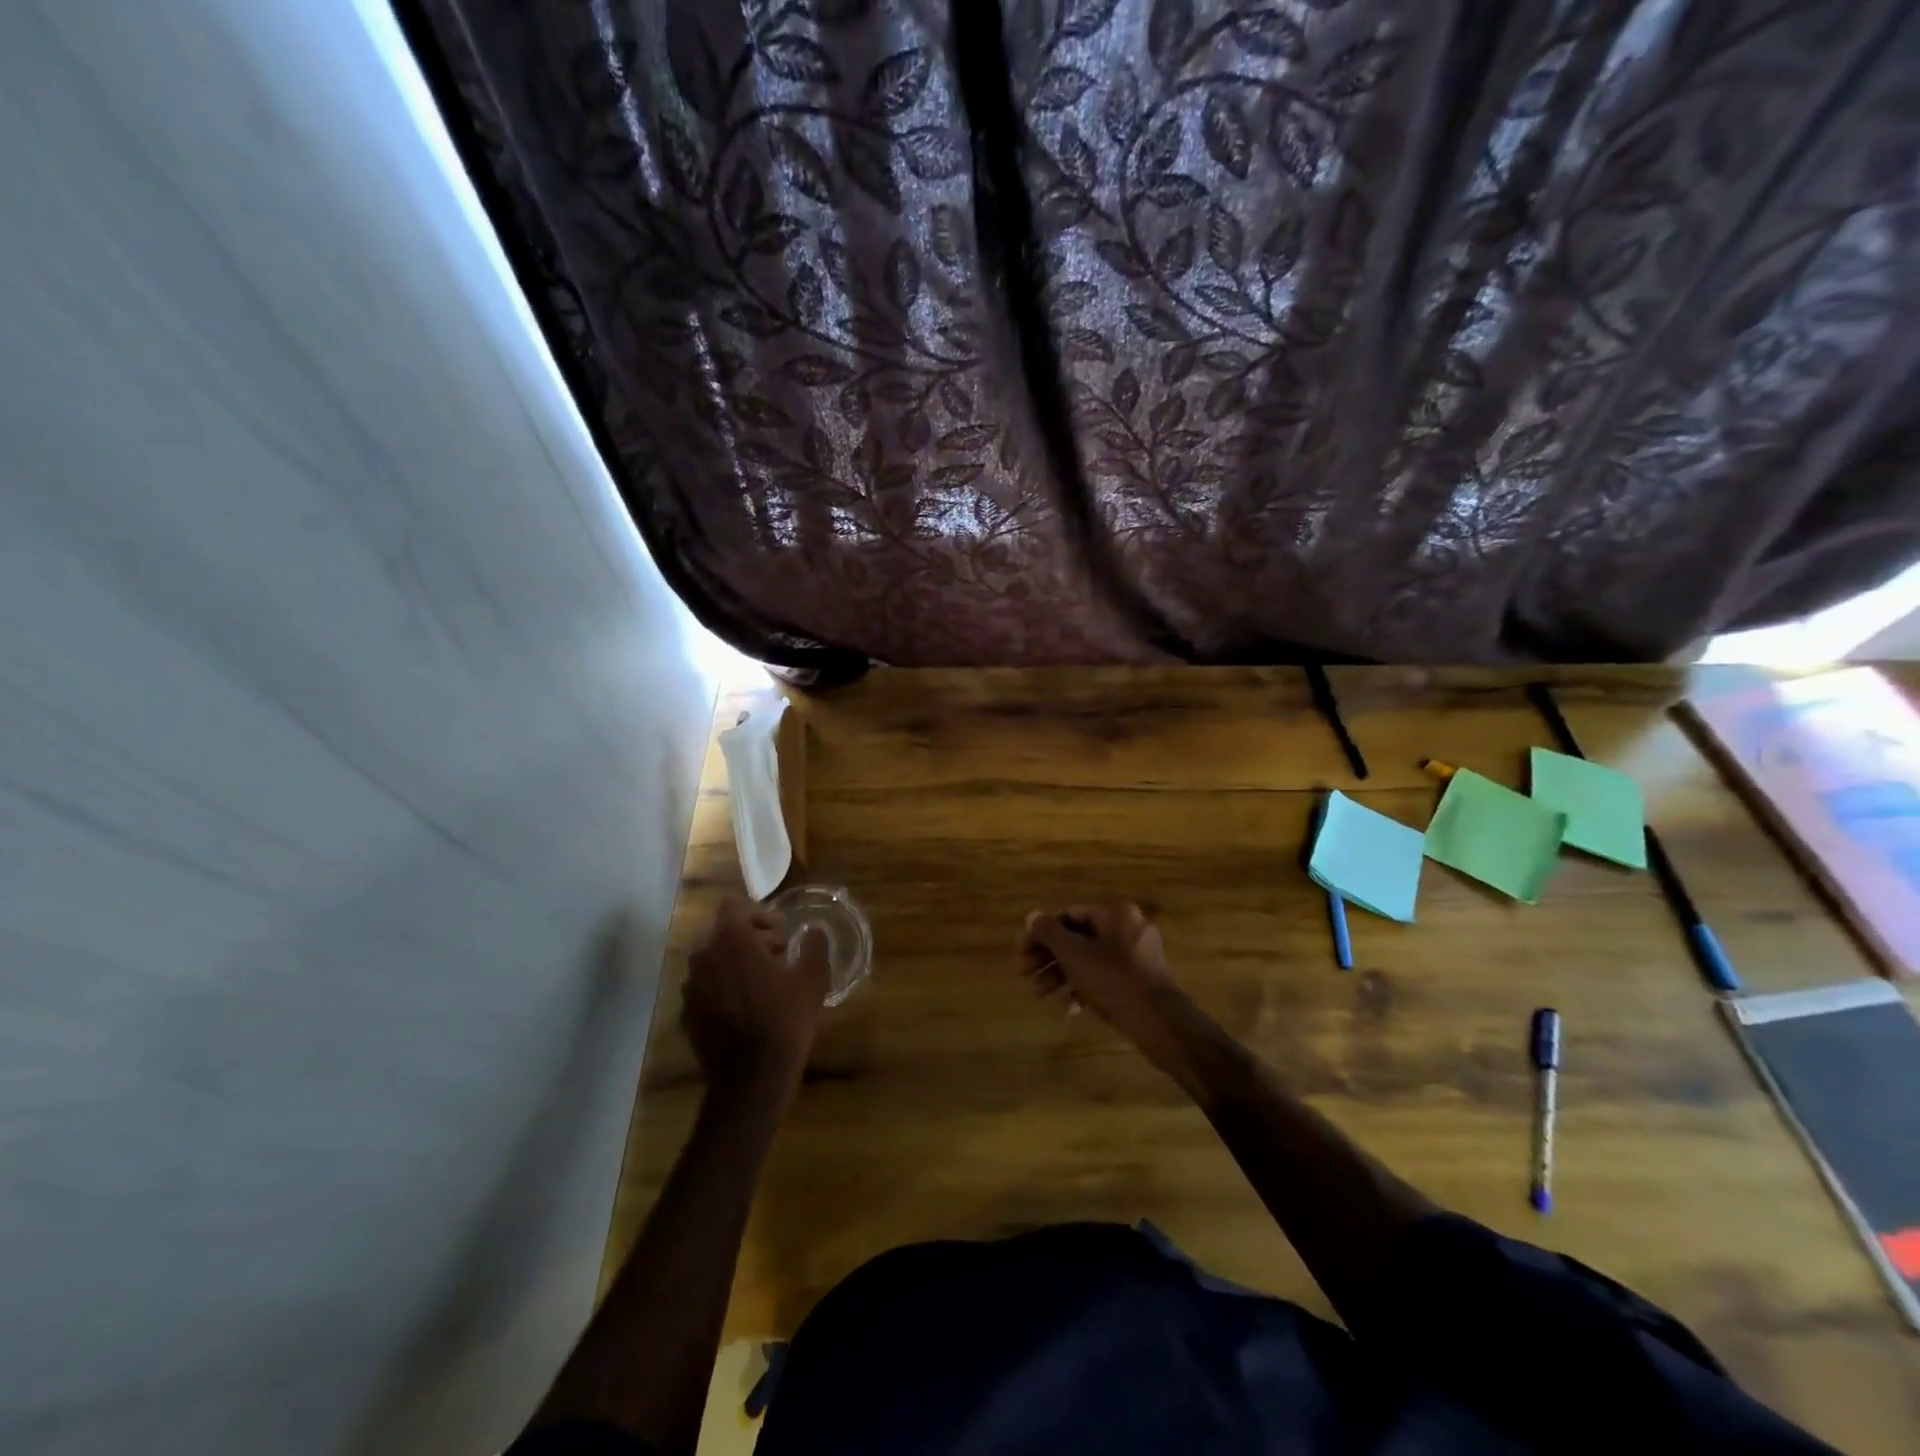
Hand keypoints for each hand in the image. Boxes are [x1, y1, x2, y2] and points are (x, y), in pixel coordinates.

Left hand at [683, 897, 828, 1094]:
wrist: (752, 1077)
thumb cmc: (785, 1019)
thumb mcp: (812, 978)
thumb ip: (814, 946)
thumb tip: (813, 932)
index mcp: (731, 939)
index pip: (734, 906)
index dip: (759, 916)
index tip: (781, 935)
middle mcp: (703, 955)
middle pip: (723, 932)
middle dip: (749, 939)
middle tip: (777, 958)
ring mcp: (690, 986)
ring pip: (712, 960)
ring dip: (734, 963)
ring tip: (761, 984)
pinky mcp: (686, 1012)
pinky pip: (705, 987)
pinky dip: (722, 988)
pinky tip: (745, 1008)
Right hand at [1018, 902, 1186, 1057]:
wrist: (1158, 1022)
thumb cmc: (1112, 980)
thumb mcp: (1073, 954)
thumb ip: (1049, 932)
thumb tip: (1031, 916)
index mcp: (1114, 913)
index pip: (1068, 915)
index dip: (1040, 933)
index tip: (1022, 954)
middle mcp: (1128, 928)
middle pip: (1078, 937)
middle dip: (1049, 956)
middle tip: (1025, 974)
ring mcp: (1137, 955)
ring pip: (1089, 959)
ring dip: (1062, 973)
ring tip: (1041, 994)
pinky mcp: (1141, 981)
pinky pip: (1105, 977)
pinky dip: (1085, 987)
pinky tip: (1070, 1007)